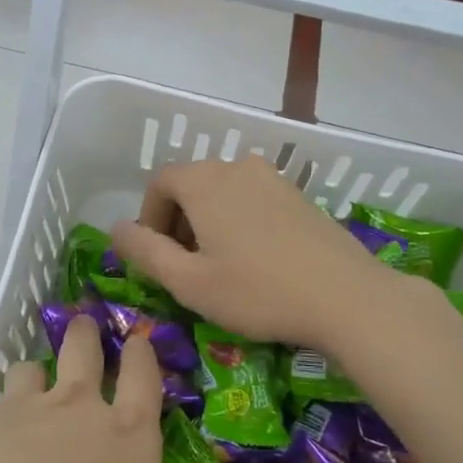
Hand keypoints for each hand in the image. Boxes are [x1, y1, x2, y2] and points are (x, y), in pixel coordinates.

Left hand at [0, 317, 162, 462]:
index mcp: (127, 443)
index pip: (145, 384)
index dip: (143, 360)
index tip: (138, 343)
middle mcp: (79, 412)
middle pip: (86, 352)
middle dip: (87, 336)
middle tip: (85, 325)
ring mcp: (24, 408)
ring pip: (33, 370)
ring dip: (34, 372)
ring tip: (29, 380)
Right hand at [110, 156, 400, 351]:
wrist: (347, 297)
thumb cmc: (258, 291)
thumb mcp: (188, 281)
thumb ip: (144, 251)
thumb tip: (115, 228)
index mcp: (204, 181)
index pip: (159, 183)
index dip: (149, 220)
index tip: (158, 258)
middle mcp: (237, 166)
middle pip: (191, 185)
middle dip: (178, 223)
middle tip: (187, 269)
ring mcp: (273, 178)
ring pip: (223, 193)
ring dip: (209, 223)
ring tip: (221, 267)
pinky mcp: (299, 194)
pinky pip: (252, 199)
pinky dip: (239, 222)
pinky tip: (256, 261)